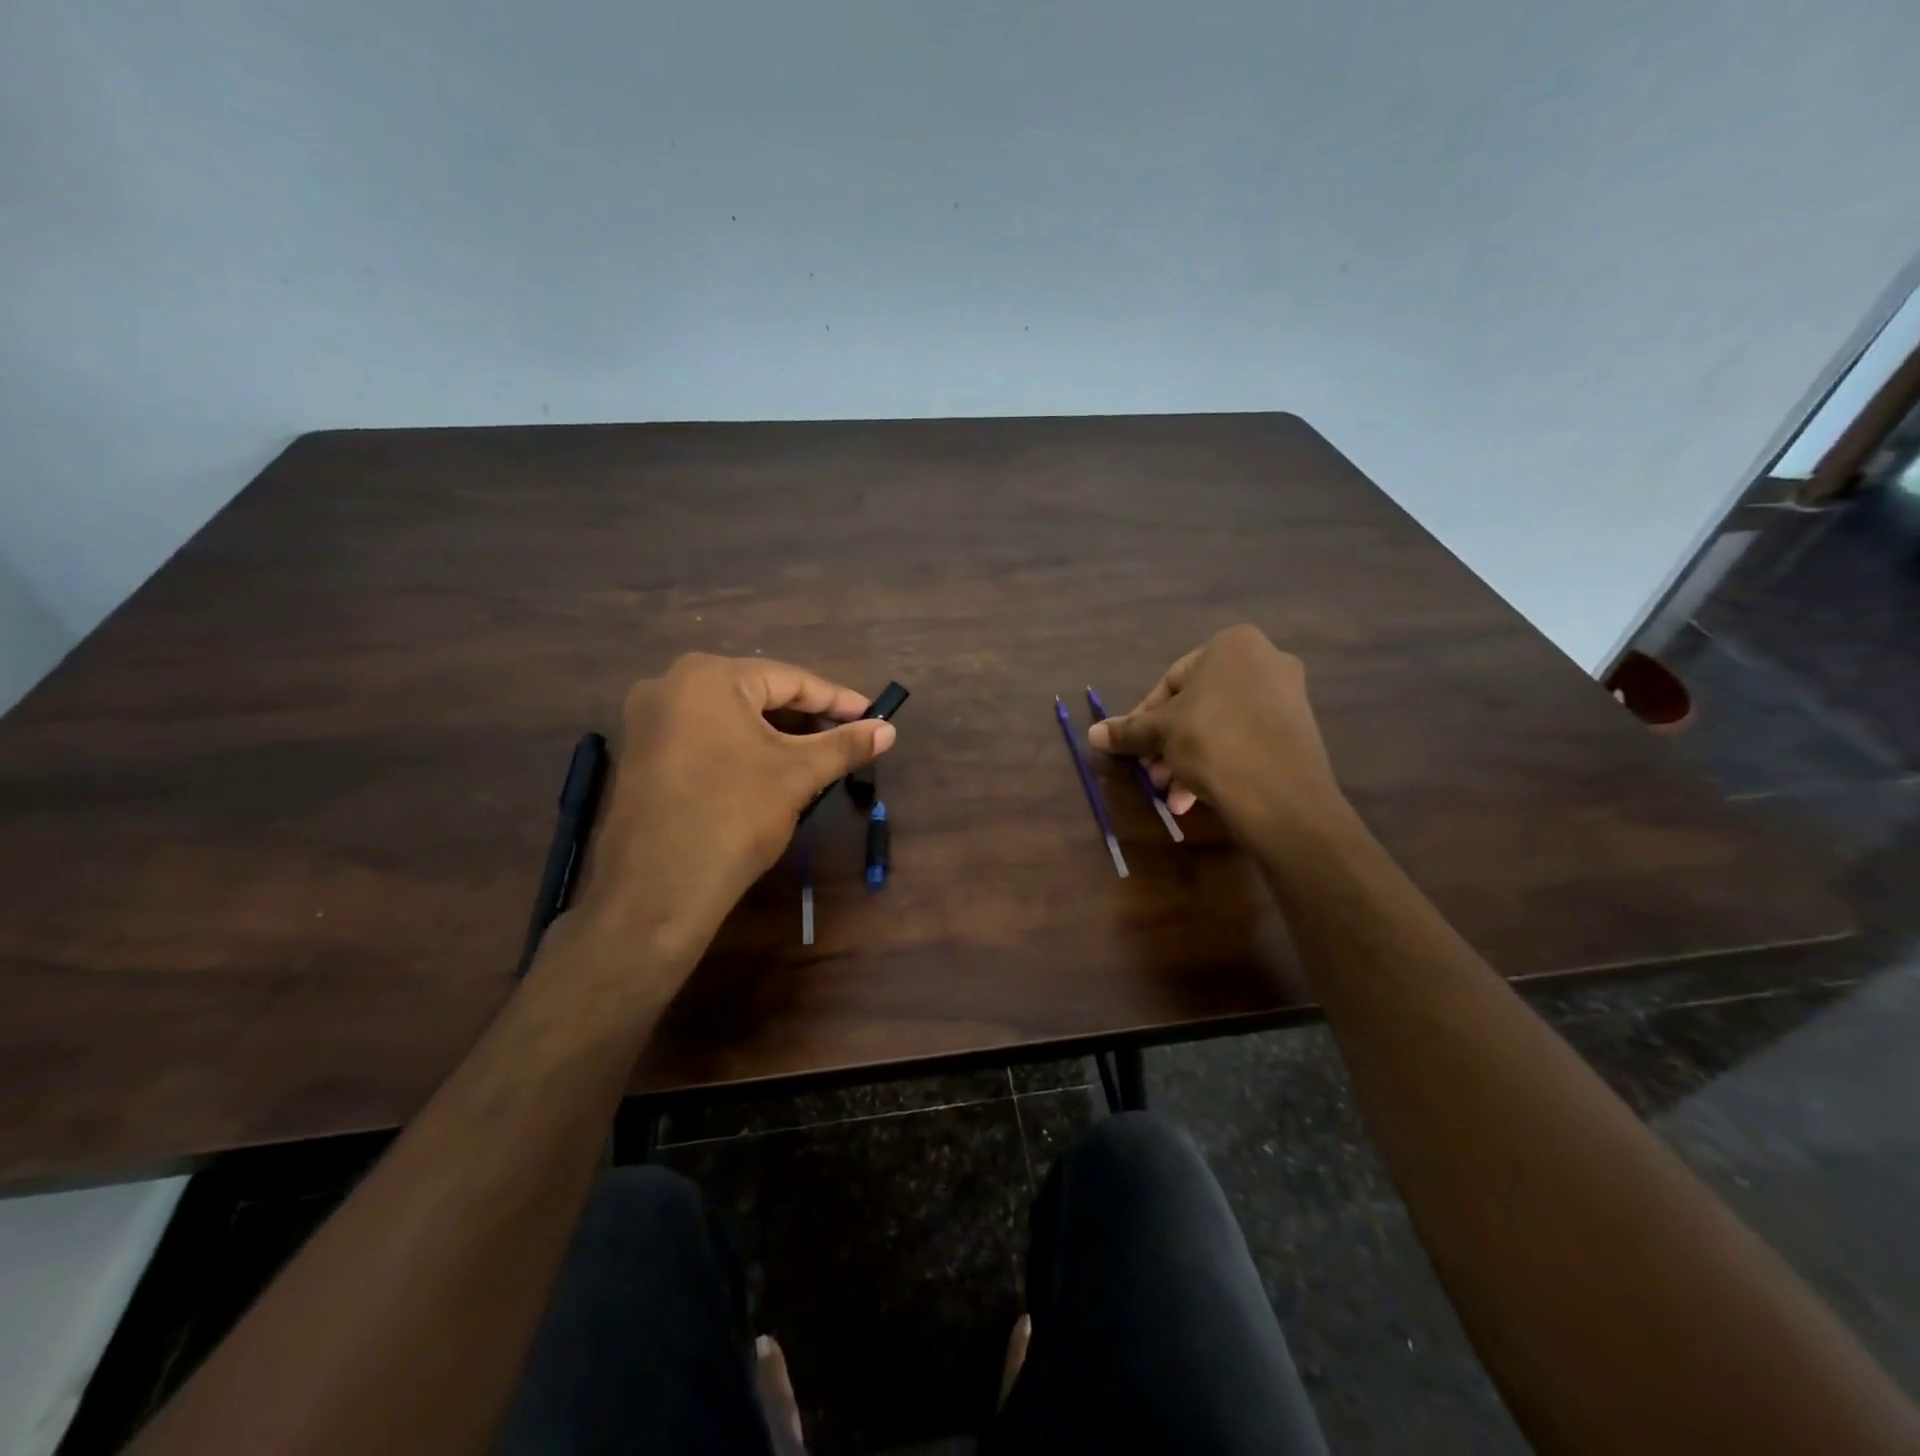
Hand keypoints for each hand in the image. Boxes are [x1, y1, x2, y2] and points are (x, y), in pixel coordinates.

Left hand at [566, 654, 894, 965]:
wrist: (658, 889)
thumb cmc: (735, 815)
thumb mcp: (798, 775)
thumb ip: (845, 745)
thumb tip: (889, 730)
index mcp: (708, 676)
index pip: (789, 680)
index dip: (837, 700)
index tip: (872, 716)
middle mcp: (670, 684)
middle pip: (756, 694)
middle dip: (805, 718)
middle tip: (845, 738)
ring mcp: (647, 721)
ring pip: (729, 717)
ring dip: (774, 734)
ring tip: (814, 756)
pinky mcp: (639, 754)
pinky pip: (703, 737)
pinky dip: (740, 748)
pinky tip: (767, 770)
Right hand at [1088, 624, 1345, 834]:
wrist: (1281, 793)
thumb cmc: (1213, 741)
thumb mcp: (1161, 733)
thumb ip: (1127, 730)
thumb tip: (1092, 733)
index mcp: (1232, 645)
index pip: (1171, 680)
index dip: (1144, 717)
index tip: (1132, 747)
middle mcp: (1264, 661)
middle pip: (1195, 706)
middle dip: (1167, 745)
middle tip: (1152, 775)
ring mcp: (1286, 697)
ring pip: (1218, 727)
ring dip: (1186, 761)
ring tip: (1171, 795)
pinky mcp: (1296, 732)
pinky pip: (1244, 741)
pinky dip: (1217, 764)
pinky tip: (1195, 798)